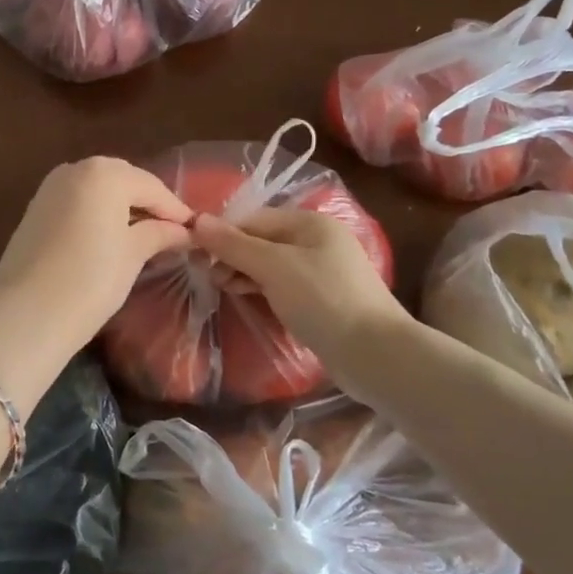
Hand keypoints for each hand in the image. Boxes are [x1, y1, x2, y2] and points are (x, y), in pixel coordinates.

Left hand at [0, 158, 193, 354]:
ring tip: (143, 234)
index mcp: (104, 173)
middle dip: (147, 203)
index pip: (151, 186)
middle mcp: (75, 169)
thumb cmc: (91, 279)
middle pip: (122, 180)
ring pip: (97, 189)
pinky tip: (109, 236)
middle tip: (171, 230)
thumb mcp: (133, 254)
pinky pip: (77, 201)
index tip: (196, 229)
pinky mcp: (35, 208)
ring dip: (121, 206)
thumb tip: (182, 230)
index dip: (175, 209)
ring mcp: (50, 187)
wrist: (28, 312)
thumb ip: (159, 233)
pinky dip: (96, 212)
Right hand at [192, 207, 410, 362]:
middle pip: (261, 239)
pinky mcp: (323, 298)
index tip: (196, 255)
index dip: (223, 233)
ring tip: (222, 288)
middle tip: (208, 277)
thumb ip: (233, 244)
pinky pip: (282, 283)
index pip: (253, 218)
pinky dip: (261, 287)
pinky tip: (245, 297)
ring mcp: (322, 270)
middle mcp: (317, 240)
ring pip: (270, 263)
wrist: (376, 354)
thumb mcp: (272, 267)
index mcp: (309, 222)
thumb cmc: (322, 299)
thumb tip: (196, 220)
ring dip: (243, 272)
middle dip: (232, 254)